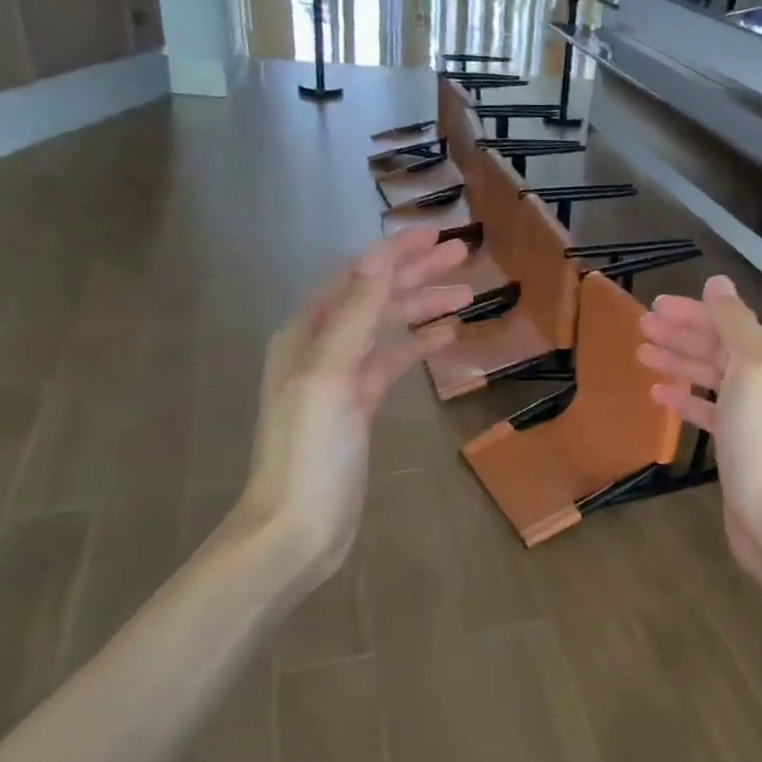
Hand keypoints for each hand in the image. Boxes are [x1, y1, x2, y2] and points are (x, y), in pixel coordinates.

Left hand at [217, 227, 471, 585]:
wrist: (296, 527)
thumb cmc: (309, 451)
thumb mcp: (330, 376)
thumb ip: (354, 317)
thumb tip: (377, 259)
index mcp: (306, 333)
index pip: (357, 277)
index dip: (395, 253)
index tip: (436, 235)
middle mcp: (320, 347)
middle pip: (374, 297)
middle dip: (415, 274)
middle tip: (461, 256)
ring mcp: (340, 378)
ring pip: (386, 328)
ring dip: (422, 307)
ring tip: (465, 295)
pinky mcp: (358, 407)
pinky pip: (391, 362)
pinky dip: (417, 345)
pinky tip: (446, 337)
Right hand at [637, 275, 761, 583]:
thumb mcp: (751, 368)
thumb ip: (733, 322)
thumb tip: (718, 282)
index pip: (728, 323)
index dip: (692, 312)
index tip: (653, 306)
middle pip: (717, 347)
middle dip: (680, 335)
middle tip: (640, 327)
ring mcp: (752, 414)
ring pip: (708, 377)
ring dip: (677, 363)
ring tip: (641, 355)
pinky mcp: (736, 443)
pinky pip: (706, 409)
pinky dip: (684, 398)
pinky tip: (657, 393)